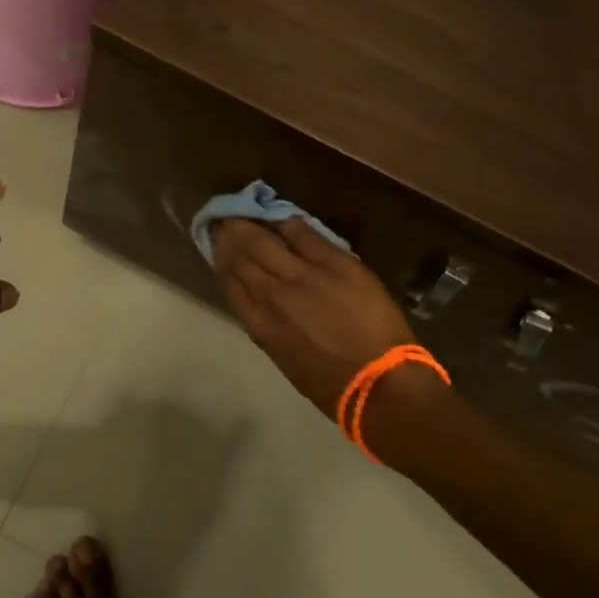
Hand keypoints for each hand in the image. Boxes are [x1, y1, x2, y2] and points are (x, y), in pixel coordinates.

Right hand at [212, 218, 416, 417]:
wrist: (381, 384)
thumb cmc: (332, 385)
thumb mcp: (285, 358)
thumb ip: (268, 325)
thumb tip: (260, 299)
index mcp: (260, 323)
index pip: (230, 280)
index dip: (221, 258)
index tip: (217, 244)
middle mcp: (273, 294)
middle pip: (242, 254)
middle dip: (231, 235)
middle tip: (225, 219)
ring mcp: (303, 275)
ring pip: (266, 240)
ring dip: (251, 224)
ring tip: (244, 212)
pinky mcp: (334, 263)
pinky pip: (304, 234)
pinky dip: (288, 224)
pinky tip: (283, 218)